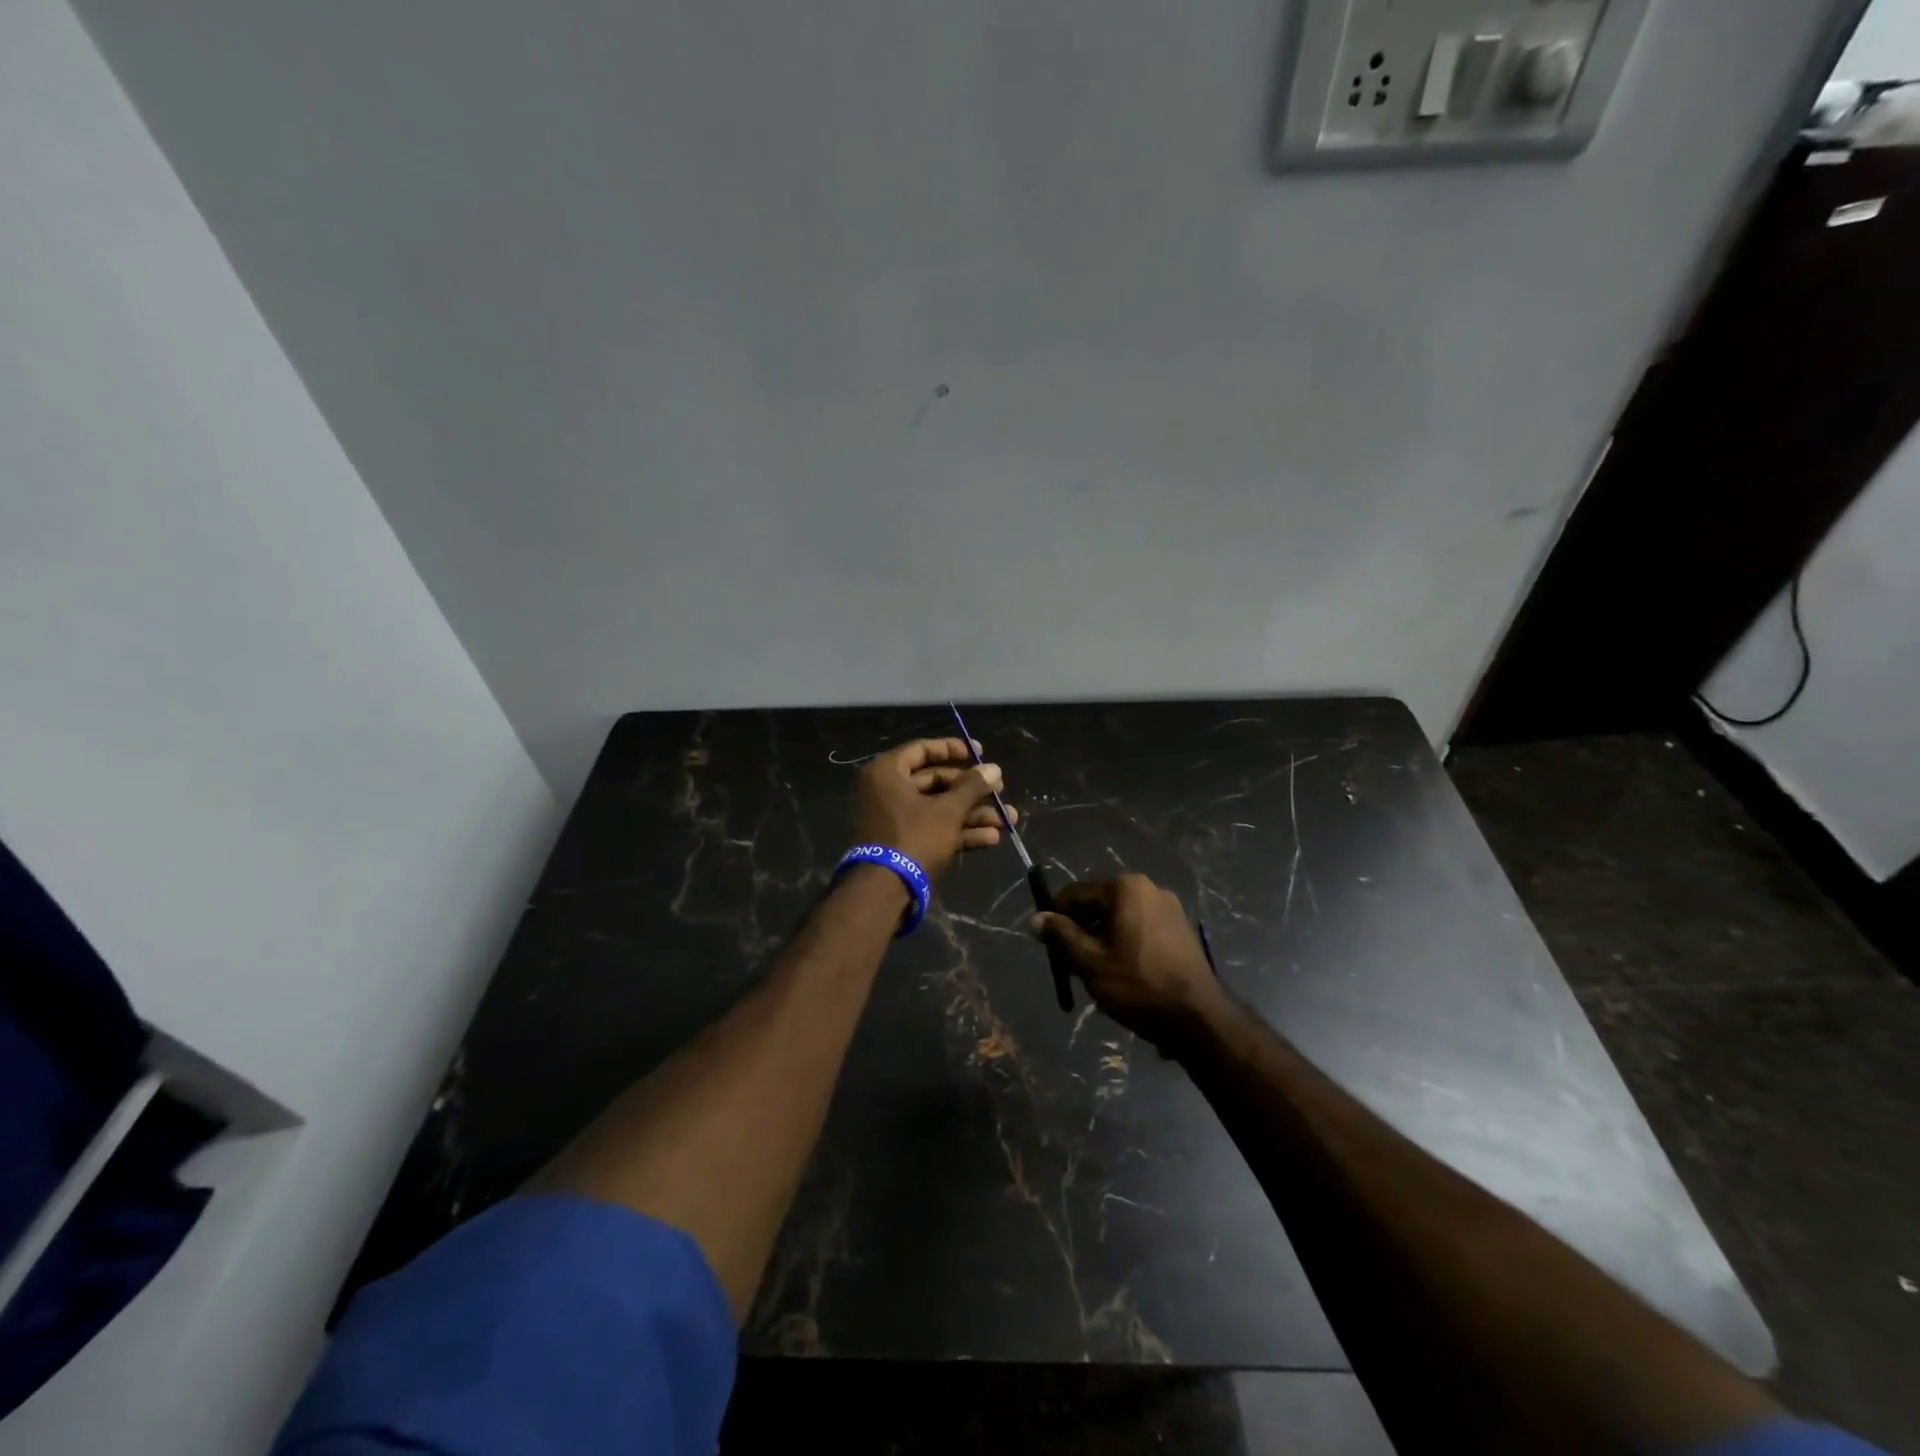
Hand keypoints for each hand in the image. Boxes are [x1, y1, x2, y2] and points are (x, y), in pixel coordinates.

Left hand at [852, 738, 1014, 882]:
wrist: (885, 890)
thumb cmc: (914, 837)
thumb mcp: (948, 810)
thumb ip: (972, 786)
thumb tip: (994, 768)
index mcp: (887, 772)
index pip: (922, 749)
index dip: (953, 749)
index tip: (980, 753)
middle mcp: (887, 791)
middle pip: (935, 782)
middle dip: (972, 791)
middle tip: (1000, 792)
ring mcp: (894, 819)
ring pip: (939, 809)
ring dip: (973, 814)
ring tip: (1007, 820)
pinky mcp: (903, 843)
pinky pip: (933, 829)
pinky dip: (960, 832)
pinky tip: (991, 838)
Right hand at [1030, 876, 1223, 1048]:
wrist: (1199, 1018)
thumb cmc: (1138, 985)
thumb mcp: (1090, 962)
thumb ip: (1061, 936)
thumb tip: (1036, 918)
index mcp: (1126, 888)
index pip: (1076, 893)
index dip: (1056, 917)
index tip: (1047, 945)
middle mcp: (1149, 889)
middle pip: (1099, 904)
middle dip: (1080, 930)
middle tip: (1069, 963)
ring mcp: (1169, 909)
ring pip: (1120, 919)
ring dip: (1101, 940)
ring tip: (1094, 973)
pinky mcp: (1180, 930)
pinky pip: (1140, 929)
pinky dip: (1124, 944)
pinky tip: (1121, 974)